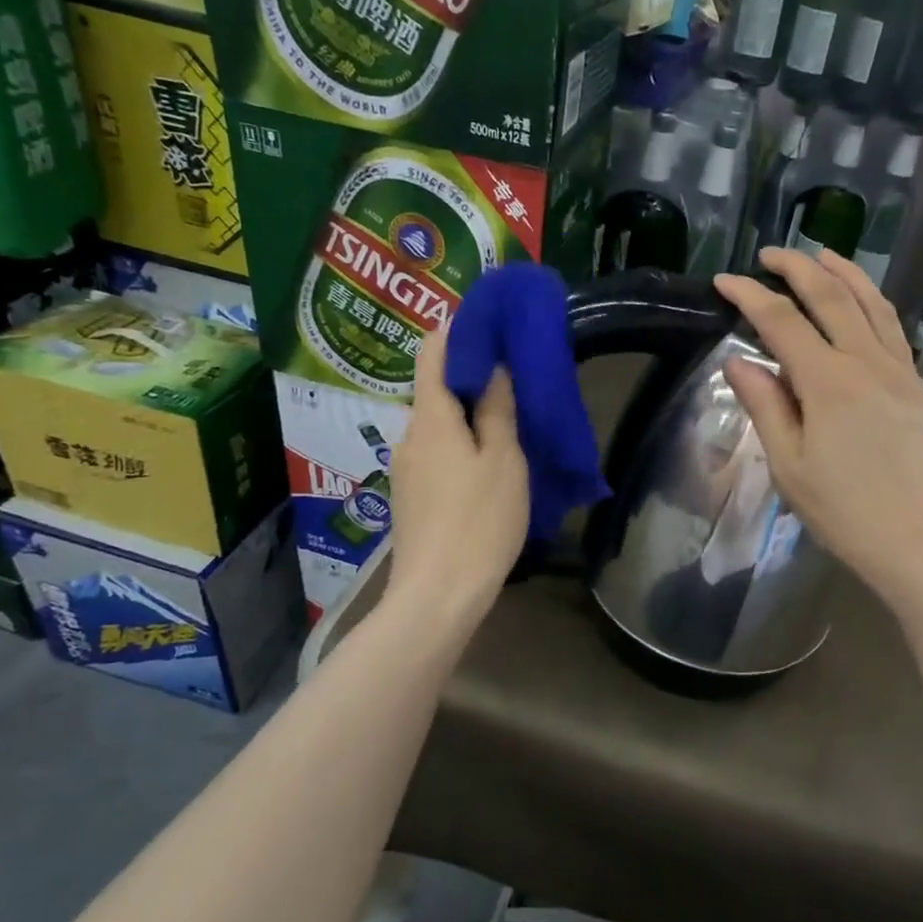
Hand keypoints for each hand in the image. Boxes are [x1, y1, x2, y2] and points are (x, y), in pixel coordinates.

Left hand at [384, 322, 528, 628]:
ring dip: (470, 417)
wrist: (438, 595)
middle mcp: (410, 435)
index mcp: (431, 418)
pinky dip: (461, 444)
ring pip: (440, 425)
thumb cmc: (479, 521)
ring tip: (510, 424)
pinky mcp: (411, 495)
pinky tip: (488, 464)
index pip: (433, 352)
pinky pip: (438, 453)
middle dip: (473, 379)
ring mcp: (406, 468)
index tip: (492, 326)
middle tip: (516, 381)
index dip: (458, 331)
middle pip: (437, 390)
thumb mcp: (503, 460)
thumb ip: (498, 410)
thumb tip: (494, 367)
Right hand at [713, 248, 922, 619]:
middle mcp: (867, 362)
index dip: (749, 296)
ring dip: (843, 272)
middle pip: (831, 296)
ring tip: (821, 254)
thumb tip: (738, 361)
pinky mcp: (916, 387)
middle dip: (798, 267)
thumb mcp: (790, 467)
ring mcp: (899, 371)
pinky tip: (863, 302)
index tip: (722, 281)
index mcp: (828, 382)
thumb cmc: (848, 514)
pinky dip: (871, 300)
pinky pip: (891, 326)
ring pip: (871, 303)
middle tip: (769, 254)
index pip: (781, 321)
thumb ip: (765, 406)